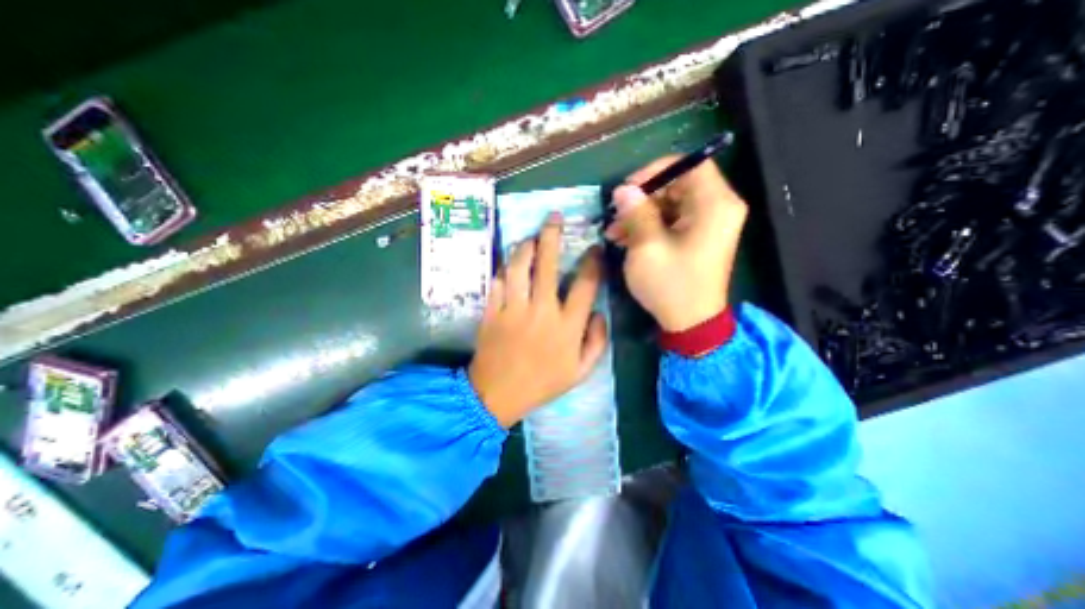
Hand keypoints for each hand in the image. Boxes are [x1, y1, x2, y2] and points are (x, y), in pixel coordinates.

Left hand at [471, 214, 609, 428]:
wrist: (498, 394)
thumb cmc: (542, 384)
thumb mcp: (580, 372)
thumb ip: (596, 342)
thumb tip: (600, 313)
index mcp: (567, 326)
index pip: (585, 285)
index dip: (593, 262)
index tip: (594, 249)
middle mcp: (541, 311)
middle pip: (548, 265)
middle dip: (552, 237)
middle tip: (554, 219)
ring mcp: (513, 309)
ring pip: (519, 266)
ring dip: (525, 246)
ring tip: (530, 237)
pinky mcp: (492, 311)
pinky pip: (497, 281)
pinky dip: (504, 268)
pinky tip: (509, 263)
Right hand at [602, 157, 745, 332]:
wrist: (690, 323)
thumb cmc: (671, 285)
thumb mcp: (647, 247)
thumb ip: (636, 213)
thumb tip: (623, 190)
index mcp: (715, 205)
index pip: (689, 165)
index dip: (656, 171)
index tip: (629, 188)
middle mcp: (718, 209)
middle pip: (678, 184)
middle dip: (643, 197)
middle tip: (616, 213)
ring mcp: (709, 224)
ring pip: (671, 203)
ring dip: (641, 214)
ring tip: (614, 231)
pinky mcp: (699, 238)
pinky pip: (673, 220)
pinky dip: (649, 226)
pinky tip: (625, 239)